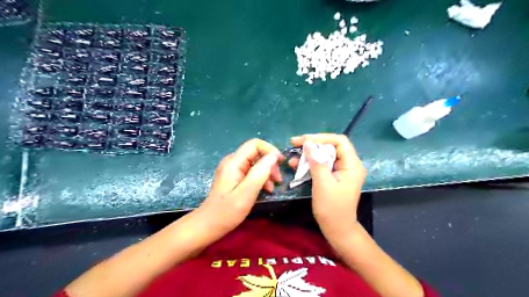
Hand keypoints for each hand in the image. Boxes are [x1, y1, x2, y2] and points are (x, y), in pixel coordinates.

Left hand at [196, 139, 284, 233]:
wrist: (208, 225)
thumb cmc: (227, 212)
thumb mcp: (246, 193)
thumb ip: (260, 173)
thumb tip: (273, 156)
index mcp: (234, 162)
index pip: (255, 144)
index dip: (270, 150)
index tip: (281, 163)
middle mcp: (232, 162)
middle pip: (256, 153)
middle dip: (270, 163)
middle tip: (278, 180)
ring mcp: (233, 169)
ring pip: (255, 162)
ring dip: (267, 172)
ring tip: (272, 187)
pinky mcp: (234, 177)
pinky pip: (251, 171)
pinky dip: (260, 178)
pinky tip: (265, 189)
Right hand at [287, 134, 365, 238]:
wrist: (337, 229)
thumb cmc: (332, 208)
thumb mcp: (322, 183)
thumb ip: (316, 161)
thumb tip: (308, 142)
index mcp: (352, 165)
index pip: (339, 141)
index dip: (321, 137)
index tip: (303, 140)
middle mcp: (349, 164)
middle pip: (331, 146)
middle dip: (312, 145)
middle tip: (294, 144)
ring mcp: (341, 170)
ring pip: (324, 155)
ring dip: (308, 155)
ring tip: (292, 158)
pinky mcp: (334, 176)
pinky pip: (322, 165)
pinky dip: (310, 164)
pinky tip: (296, 165)